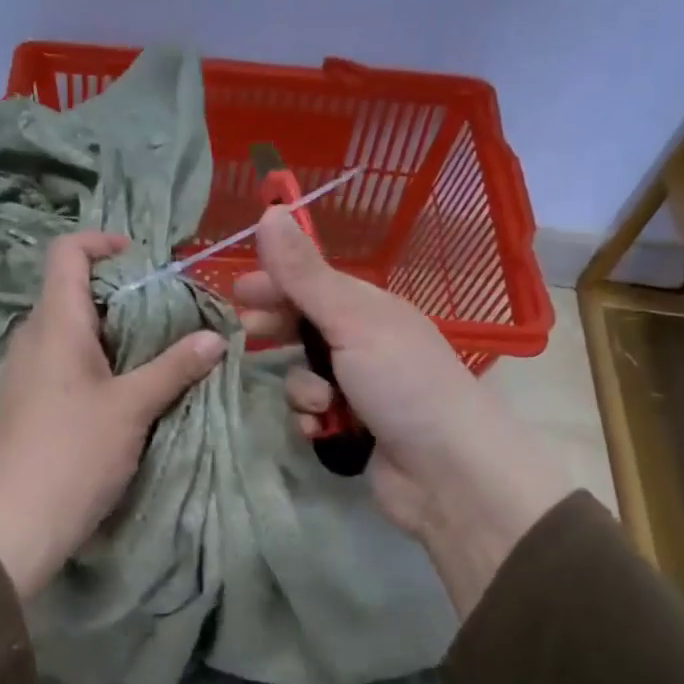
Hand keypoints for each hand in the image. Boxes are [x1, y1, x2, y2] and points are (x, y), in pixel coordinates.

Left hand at [0, 231, 227, 598]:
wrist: (14, 523)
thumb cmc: (74, 454)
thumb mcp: (132, 408)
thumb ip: (173, 367)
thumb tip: (216, 338)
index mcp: (54, 324)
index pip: (66, 252)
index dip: (102, 242)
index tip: (142, 259)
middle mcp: (31, 337)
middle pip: (70, 289)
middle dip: (118, 291)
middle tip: (163, 312)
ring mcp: (23, 371)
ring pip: (67, 328)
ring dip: (108, 329)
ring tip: (151, 350)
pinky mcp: (24, 401)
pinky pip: (59, 359)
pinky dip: (92, 358)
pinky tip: (121, 388)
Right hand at [234, 207, 572, 610]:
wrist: (448, 472)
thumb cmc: (402, 383)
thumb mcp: (351, 321)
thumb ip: (304, 274)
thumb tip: (270, 211)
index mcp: (369, 309)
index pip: (311, 284)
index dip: (274, 283)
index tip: (236, 292)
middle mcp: (363, 344)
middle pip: (303, 328)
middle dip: (277, 332)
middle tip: (247, 337)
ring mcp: (359, 389)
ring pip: (302, 376)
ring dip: (302, 389)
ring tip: (320, 403)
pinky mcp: (352, 430)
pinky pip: (312, 415)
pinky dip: (314, 422)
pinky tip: (323, 431)